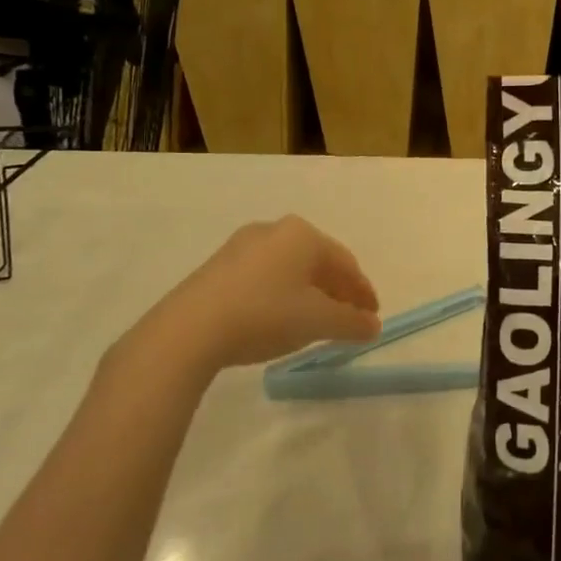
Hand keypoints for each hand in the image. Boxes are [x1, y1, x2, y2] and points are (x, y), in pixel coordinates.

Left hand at [126, 216, 381, 383]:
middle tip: (348, 317)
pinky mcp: (217, 266)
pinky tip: (278, 318)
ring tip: (314, 321)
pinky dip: (280, 295)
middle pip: (318, 262)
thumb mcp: (317, 322)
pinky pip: (263, 277)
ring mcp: (242, 246)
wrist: (188, 330)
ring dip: (308, 293)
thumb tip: (372, 325)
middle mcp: (275, 230)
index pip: (346, 262)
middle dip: (336, 291)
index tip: (372, 315)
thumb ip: (351, 322)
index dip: (363, 291)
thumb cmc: (264, 315)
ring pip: (289, 269)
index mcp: (303, 234)